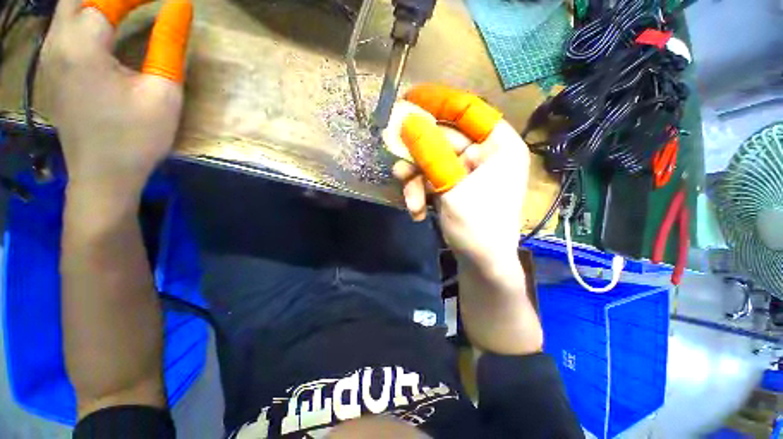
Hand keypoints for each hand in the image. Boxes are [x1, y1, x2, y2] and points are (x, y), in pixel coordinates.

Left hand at [40, 0, 192, 200]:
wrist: (103, 176)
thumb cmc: (137, 137)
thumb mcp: (164, 92)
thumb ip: (169, 45)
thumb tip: (181, 6)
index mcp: (83, 46)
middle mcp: (57, 43)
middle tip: (142, 2)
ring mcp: (49, 57)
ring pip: (68, 9)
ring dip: (96, 2)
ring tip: (126, 6)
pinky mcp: (51, 70)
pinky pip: (63, 27)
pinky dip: (84, 16)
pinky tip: (103, 25)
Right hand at [387, 84, 529, 267]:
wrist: (481, 264)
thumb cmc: (478, 227)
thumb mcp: (452, 187)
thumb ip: (430, 153)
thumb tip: (407, 121)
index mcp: (498, 146)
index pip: (468, 110)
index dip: (438, 103)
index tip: (409, 100)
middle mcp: (484, 154)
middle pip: (442, 140)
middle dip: (417, 156)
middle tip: (396, 161)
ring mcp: (466, 171)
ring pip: (431, 161)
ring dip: (415, 181)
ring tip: (410, 202)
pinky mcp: (453, 186)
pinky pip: (430, 179)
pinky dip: (420, 193)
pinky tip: (417, 212)